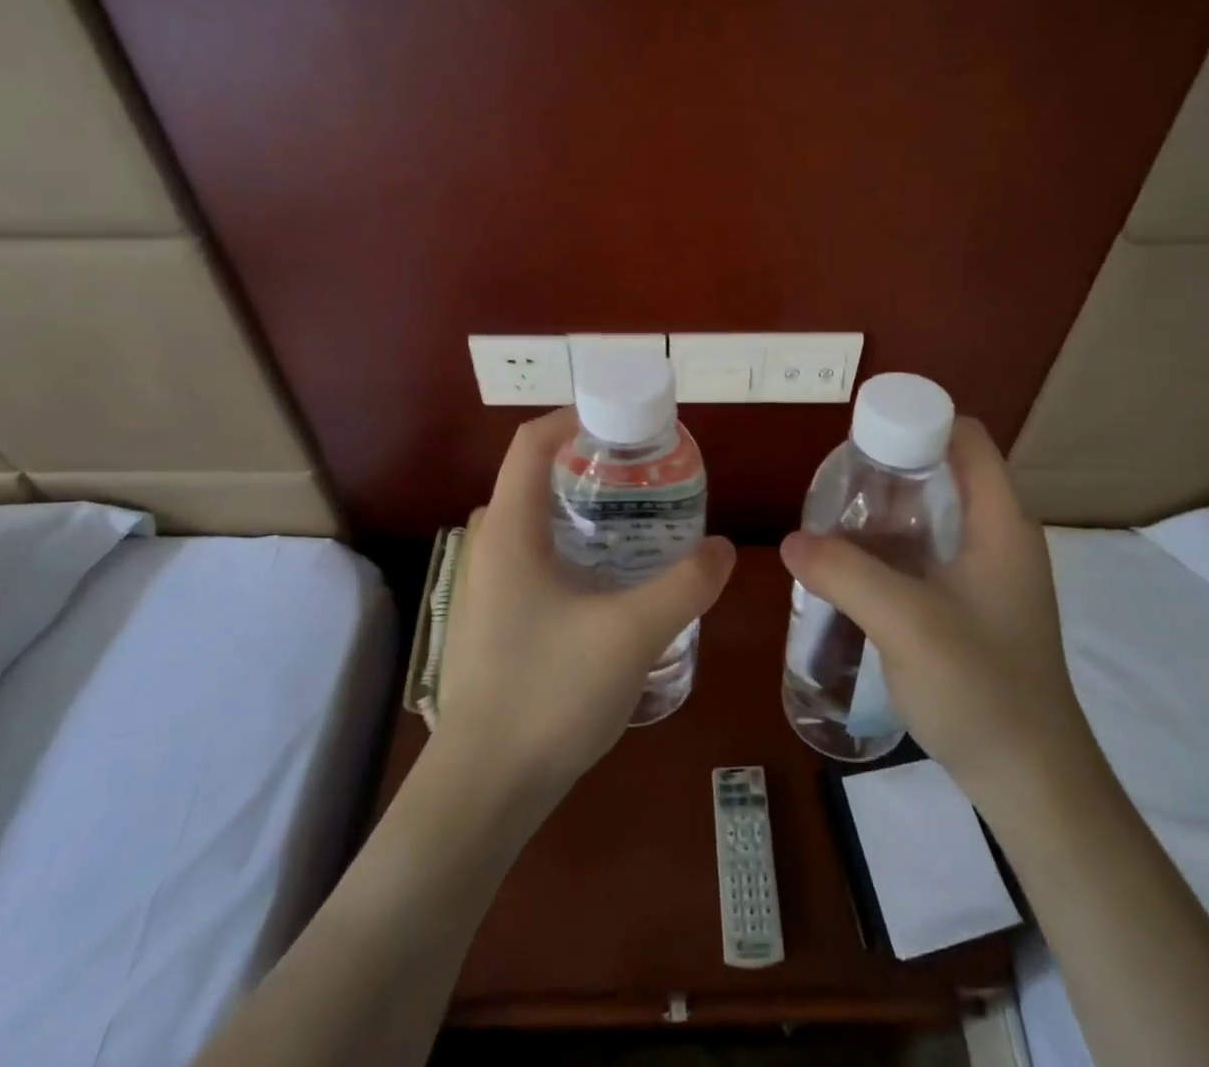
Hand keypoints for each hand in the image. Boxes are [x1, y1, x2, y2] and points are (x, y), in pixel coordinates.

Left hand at [435, 410, 736, 811]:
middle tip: (648, 471)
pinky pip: (537, 555)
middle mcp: (490, 544)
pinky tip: (615, 576)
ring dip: (585, 505)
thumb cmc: (548, 695)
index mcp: (508, 529)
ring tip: (642, 516)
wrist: (483, 790)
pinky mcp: (497, 616)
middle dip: (592, 461)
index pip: (532, 441)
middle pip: (537, 475)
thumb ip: (685, 585)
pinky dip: (576, 543)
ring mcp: (489, 584)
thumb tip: (724, 548)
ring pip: (537, 518)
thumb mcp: (631, 634)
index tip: (629, 423)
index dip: (578, 417)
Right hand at [779, 417, 1088, 779]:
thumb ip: (844, 572)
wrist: (1032, 783)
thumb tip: (790, 541)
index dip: (917, 420)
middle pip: (945, 471)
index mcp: (1000, 522)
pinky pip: (928, 554)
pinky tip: (852, 568)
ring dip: (886, 512)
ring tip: (833, 521)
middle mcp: (1000, 537)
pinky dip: (892, 548)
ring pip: (933, 516)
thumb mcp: (906, 622)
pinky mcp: (974, 607)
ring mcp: (989, 575)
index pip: (966, 437)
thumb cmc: (981, 689)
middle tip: (836, 483)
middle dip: (890, 467)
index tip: (861, 438)